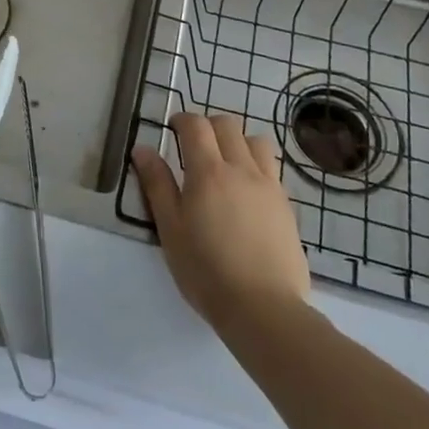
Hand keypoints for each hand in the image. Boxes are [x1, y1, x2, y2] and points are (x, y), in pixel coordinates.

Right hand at [132, 113, 308, 330]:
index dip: (182, 119)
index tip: (172, 129)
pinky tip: (247, 191)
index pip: (196, 125)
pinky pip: (272, 168)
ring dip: (238, 141)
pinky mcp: (286, 206)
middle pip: (227, 125)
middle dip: (208, 126)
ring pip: (256, 141)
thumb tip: (142, 149)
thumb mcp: (170, 229)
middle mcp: (241, 168)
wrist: (264, 308)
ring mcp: (269, 186)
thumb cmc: (206, 270)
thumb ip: (157, 185)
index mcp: (209, 172)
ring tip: (226, 162)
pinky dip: (257, 165)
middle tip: (195, 146)